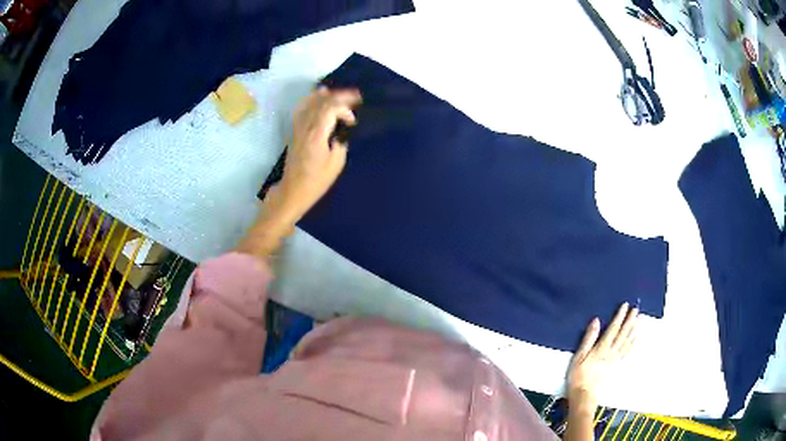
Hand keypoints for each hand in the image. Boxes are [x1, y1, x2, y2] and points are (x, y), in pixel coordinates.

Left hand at [279, 86, 360, 218]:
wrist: (293, 189)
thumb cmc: (316, 180)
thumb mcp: (336, 163)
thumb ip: (340, 141)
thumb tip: (341, 129)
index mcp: (316, 135)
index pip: (330, 109)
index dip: (344, 110)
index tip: (352, 122)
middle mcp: (305, 126)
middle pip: (322, 102)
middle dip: (340, 96)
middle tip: (356, 96)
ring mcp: (297, 127)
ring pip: (311, 102)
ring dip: (327, 95)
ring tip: (341, 93)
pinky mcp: (294, 130)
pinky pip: (302, 107)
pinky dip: (312, 98)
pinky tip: (319, 95)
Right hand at [567, 303, 638, 409]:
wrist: (584, 395)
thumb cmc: (578, 375)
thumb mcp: (579, 356)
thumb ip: (588, 338)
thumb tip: (596, 321)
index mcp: (602, 348)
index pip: (613, 328)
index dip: (619, 316)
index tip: (625, 305)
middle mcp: (611, 352)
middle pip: (623, 334)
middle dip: (630, 320)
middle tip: (636, 309)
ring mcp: (616, 360)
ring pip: (627, 342)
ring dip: (633, 330)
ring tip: (639, 320)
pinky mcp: (616, 367)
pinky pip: (627, 352)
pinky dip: (632, 344)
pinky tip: (635, 339)